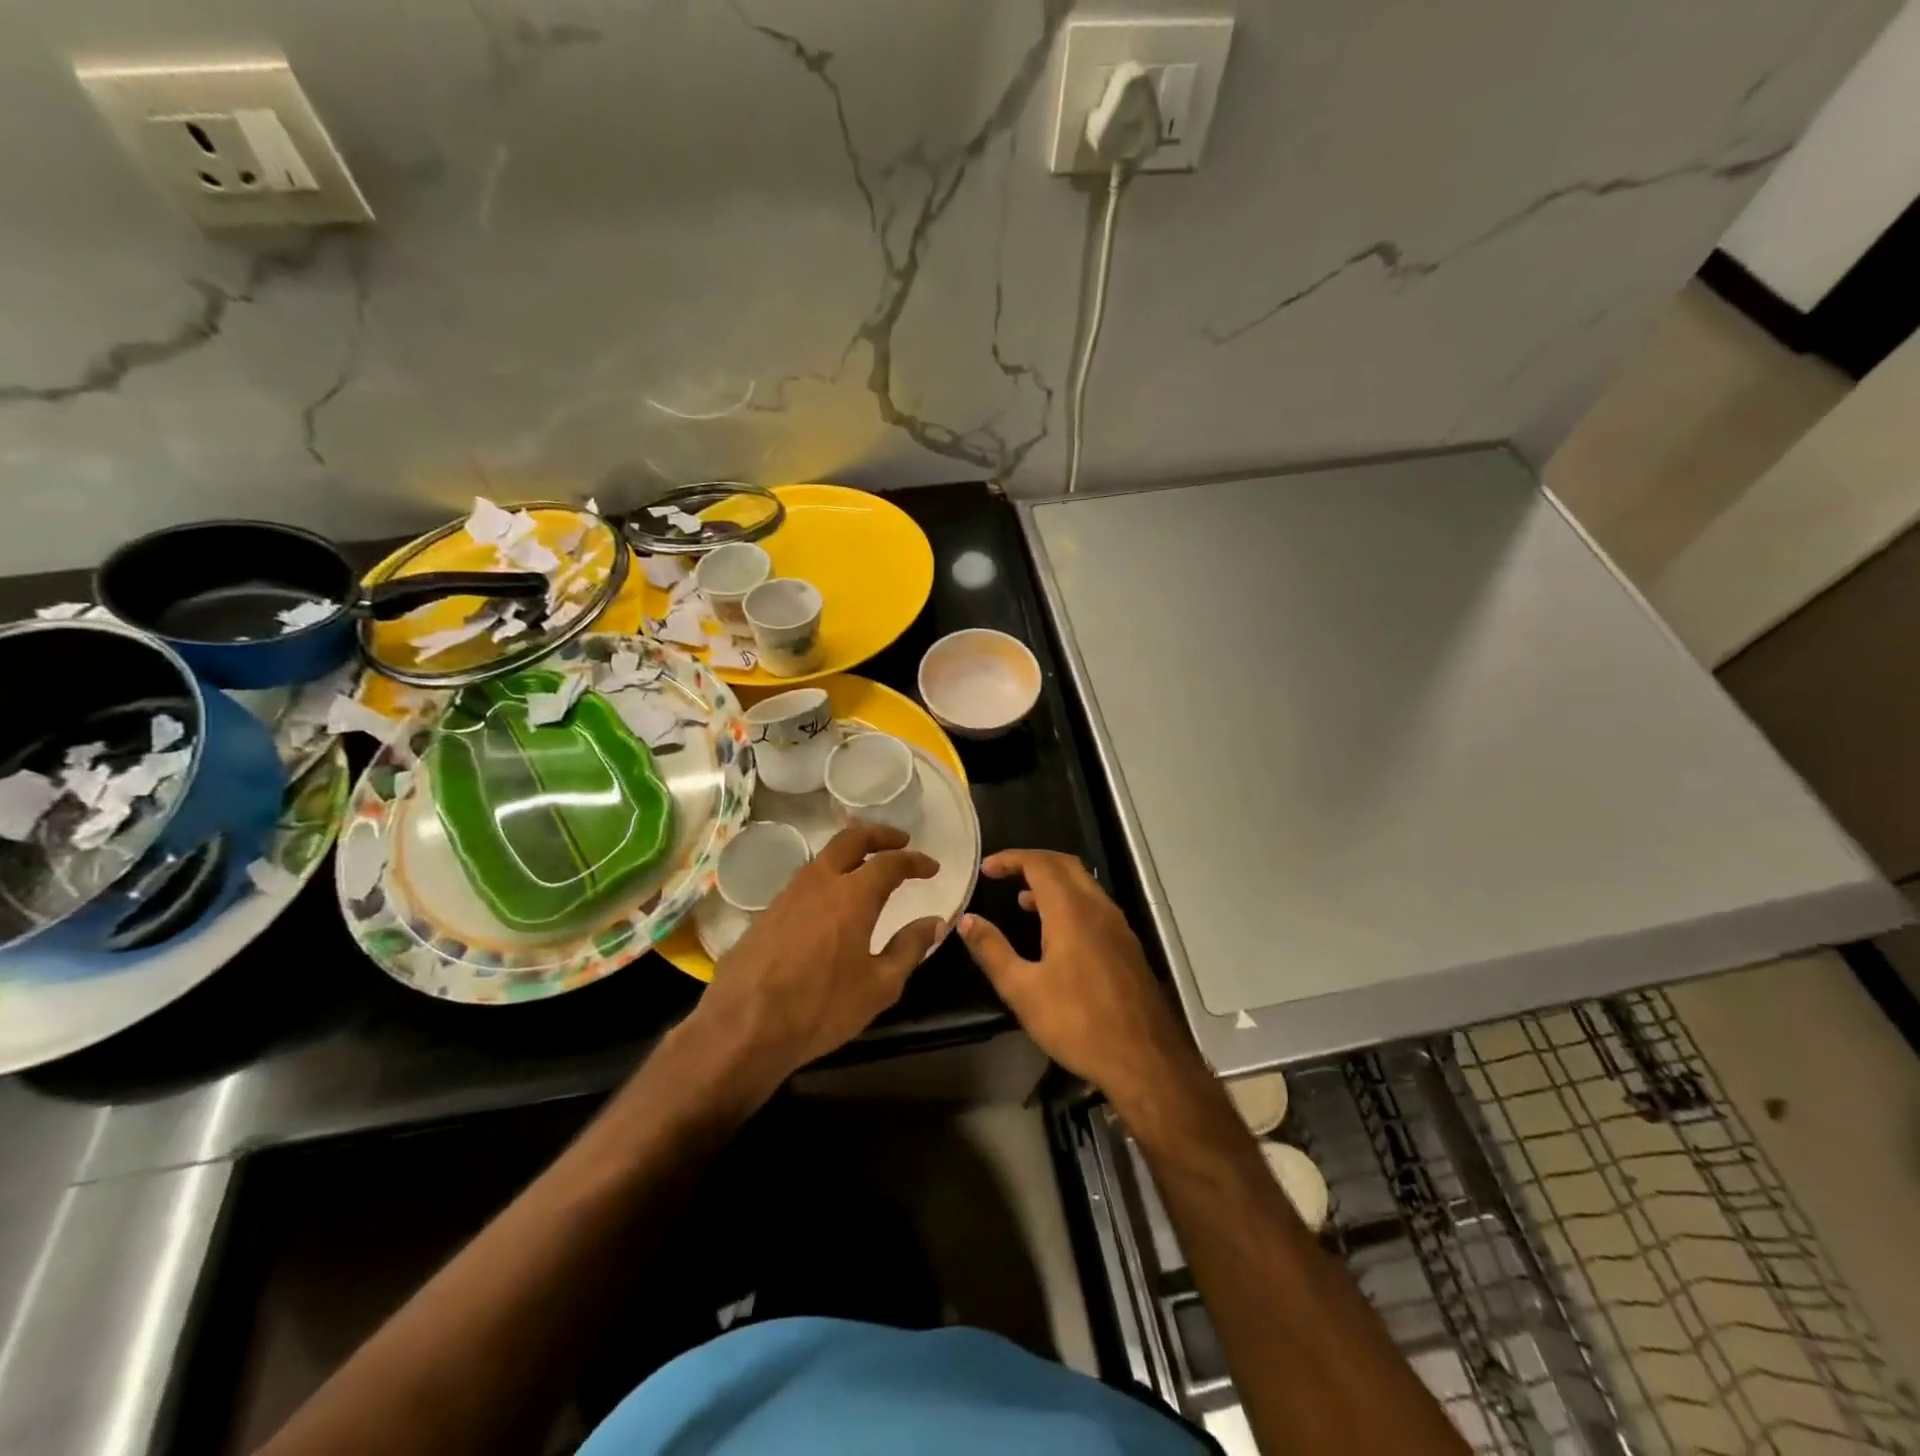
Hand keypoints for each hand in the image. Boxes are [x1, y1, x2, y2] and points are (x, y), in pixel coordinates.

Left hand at [689, 823, 942, 1092]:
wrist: (742, 1027)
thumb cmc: (820, 1008)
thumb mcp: (879, 986)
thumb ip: (910, 948)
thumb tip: (935, 923)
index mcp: (852, 895)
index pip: (890, 863)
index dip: (915, 861)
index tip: (931, 867)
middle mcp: (819, 882)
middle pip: (851, 839)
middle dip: (879, 835)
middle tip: (900, 842)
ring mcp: (788, 894)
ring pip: (824, 857)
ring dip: (850, 854)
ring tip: (867, 868)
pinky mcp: (767, 912)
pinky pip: (805, 881)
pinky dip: (827, 877)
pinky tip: (831, 901)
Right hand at [957, 849, 1196, 1101]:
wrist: (1144, 1059)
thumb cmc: (1077, 1023)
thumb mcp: (1022, 990)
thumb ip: (993, 950)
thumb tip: (967, 920)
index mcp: (1071, 911)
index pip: (1039, 863)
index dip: (1011, 859)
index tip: (986, 869)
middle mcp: (1098, 908)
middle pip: (1065, 865)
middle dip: (1032, 862)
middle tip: (1004, 874)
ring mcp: (1118, 926)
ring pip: (1084, 884)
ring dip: (1053, 882)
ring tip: (1023, 902)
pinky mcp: (1127, 946)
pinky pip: (1095, 906)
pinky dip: (1070, 902)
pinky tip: (1056, 933)